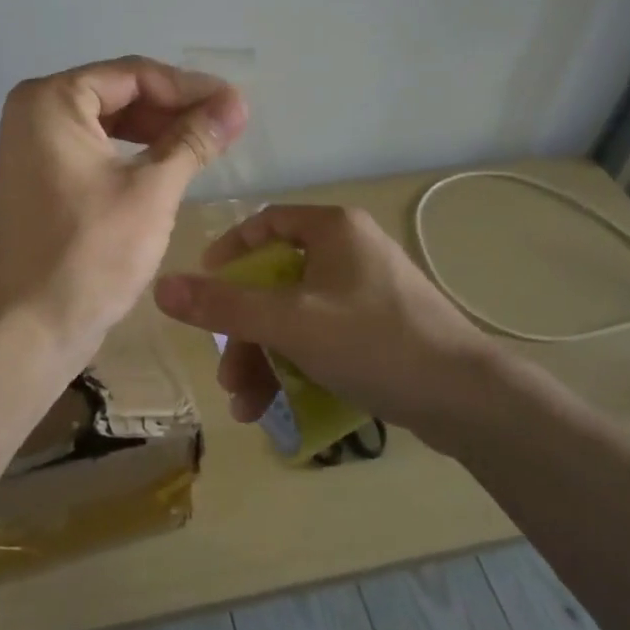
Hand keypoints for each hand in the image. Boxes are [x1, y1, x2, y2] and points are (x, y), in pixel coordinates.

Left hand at [0, 57, 246, 373]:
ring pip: (108, 121)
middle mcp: (34, 111)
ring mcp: (32, 145)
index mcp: (51, 100)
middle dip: (174, 108)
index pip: (134, 76)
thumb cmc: (90, 253)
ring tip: (207, 143)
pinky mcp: (40, 176)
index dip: (190, 88)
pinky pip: (94, 148)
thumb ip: (194, 139)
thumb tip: (237, 103)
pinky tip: (169, 164)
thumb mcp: (152, 190)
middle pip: (119, 94)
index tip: (236, 105)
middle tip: (226, 124)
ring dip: (157, 130)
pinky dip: (132, 152)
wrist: (28, 328)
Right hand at [153, 204, 490, 438]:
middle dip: (245, 332)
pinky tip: (279, 407)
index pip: (266, 222)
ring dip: (266, 359)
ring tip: (247, 407)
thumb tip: (161, 287)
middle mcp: (351, 251)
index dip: (229, 250)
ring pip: (297, 316)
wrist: (467, 399)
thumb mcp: (290, 322)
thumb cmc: (373, 341)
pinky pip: (324, 336)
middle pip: (277, 282)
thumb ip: (224, 305)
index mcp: (333, 230)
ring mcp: (369, 291)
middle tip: (226, 374)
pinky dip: (297, 365)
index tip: (203, 285)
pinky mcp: (382, 328)